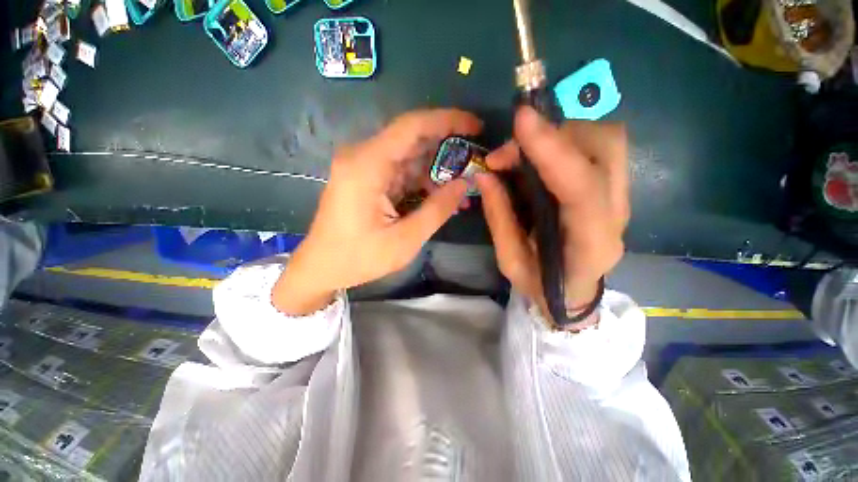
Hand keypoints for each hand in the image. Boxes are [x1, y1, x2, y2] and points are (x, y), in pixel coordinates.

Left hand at [273, 109, 480, 314]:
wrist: (321, 267)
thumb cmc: (358, 258)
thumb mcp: (405, 240)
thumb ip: (437, 209)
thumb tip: (465, 184)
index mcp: (367, 165)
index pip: (412, 126)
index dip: (447, 120)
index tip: (475, 126)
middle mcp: (363, 157)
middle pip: (412, 138)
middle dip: (446, 146)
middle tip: (475, 159)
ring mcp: (363, 166)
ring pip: (409, 155)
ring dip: (436, 168)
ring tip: (462, 185)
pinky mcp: (367, 178)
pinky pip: (400, 170)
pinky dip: (422, 180)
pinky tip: (440, 195)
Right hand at [476, 106, 628, 323]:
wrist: (575, 293)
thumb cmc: (541, 284)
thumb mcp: (510, 261)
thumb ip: (499, 218)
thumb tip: (484, 175)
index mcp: (590, 243)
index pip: (581, 187)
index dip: (552, 150)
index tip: (521, 120)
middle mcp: (616, 213)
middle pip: (605, 148)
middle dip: (552, 136)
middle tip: (507, 155)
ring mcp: (621, 197)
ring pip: (605, 139)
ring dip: (559, 135)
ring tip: (520, 156)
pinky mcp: (613, 188)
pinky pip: (598, 147)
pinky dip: (565, 142)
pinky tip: (539, 159)